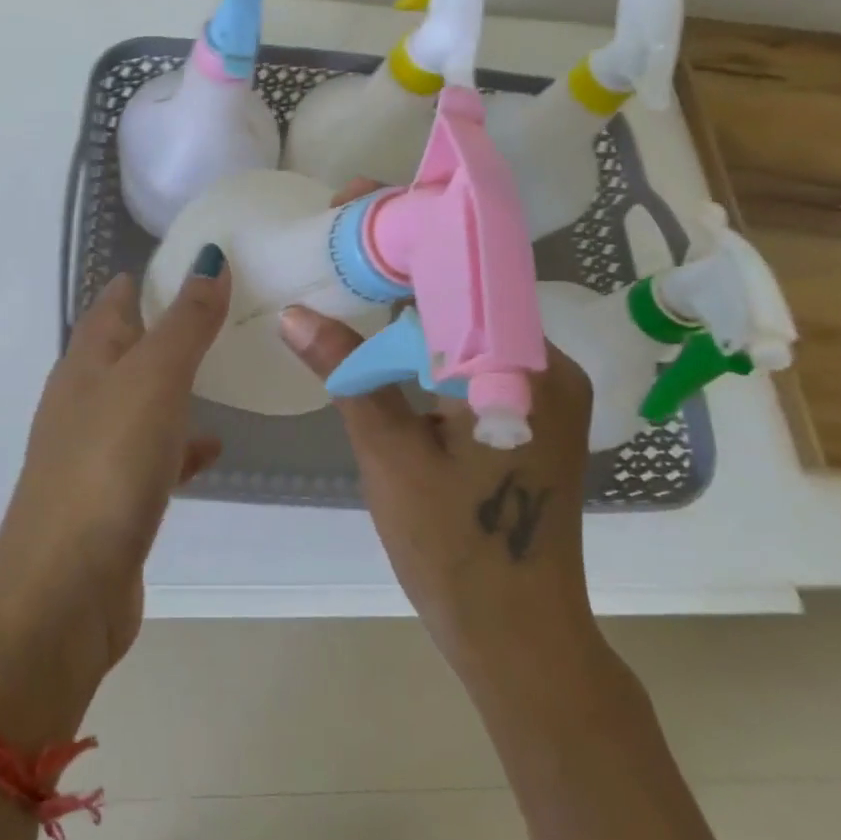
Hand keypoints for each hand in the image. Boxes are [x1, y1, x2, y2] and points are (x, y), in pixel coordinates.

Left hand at [0, 253, 227, 703]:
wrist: (64, 589)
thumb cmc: (108, 467)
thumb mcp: (154, 380)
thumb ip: (186, 322)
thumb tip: (208, 258)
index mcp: (86, 363)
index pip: (113, 303)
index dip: (146, 279)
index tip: (194, 261)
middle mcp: (84, 400)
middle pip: (125, 349)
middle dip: (166, 327)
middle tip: (220, 310)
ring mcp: (95, 451)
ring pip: (140, 401)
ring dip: (173, 384)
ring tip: (222, 369)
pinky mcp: (113, 498)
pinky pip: (153, 455)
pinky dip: (180, 444)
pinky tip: (214, 447)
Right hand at [277, 186, 599, 688]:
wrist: (519, 638)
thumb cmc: (456, 550)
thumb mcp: (391, 454)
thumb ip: (349, 374)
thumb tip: (296, 313)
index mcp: (523, 366)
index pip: (463, 269)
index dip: (405, 229)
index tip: (352, 201)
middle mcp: (544, 365)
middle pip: (467, 288)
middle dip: (404, 255)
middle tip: (340, 231)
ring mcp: (539, 391)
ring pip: (467, 320)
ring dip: (413, 295)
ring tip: (351, 267)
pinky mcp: (525, 413)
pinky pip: (472, 354)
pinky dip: (427, 336)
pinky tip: (383, 328)